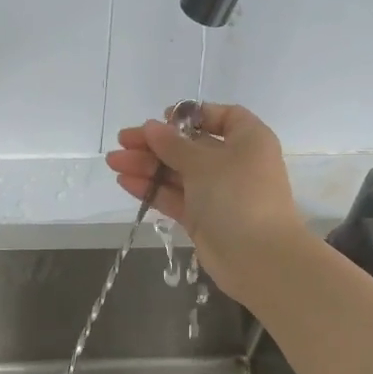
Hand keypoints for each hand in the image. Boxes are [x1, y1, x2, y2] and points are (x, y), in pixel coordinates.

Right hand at [104, 103, 309, 300]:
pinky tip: (125, 182)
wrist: (259, 258)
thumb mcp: (204, 163)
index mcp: (248, 140)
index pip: (223, 117)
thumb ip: (173, 145)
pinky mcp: (203, 218)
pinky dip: (152, 189)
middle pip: (191, 146)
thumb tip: (151, 126)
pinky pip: (174, 197)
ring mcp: (217, 193)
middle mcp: (234, 163)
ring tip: (113, 162)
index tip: (162, 119)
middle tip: (122, 141)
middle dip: (156, 143)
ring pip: (178, 172)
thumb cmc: (238, 197)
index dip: (192, 115)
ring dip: (147, 166)